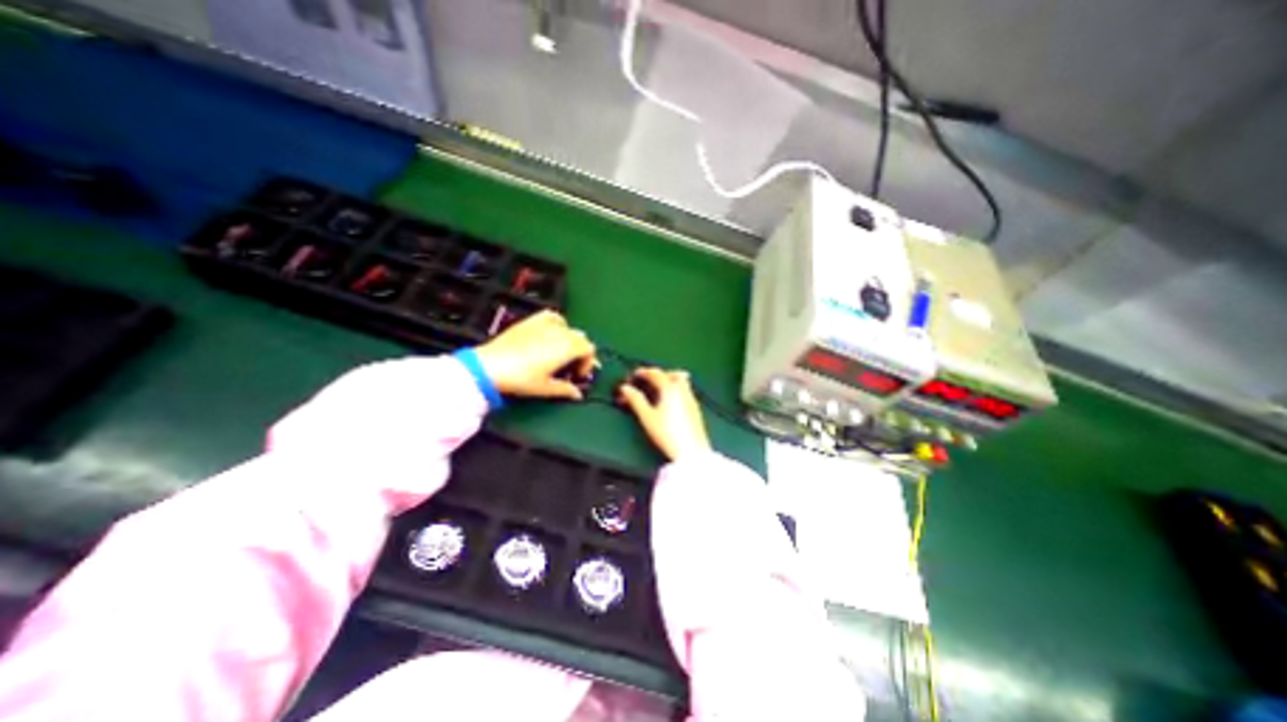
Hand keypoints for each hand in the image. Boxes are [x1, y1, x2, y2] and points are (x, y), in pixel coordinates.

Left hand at [471, 310, 597, 399]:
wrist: (490, 367)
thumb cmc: (520, 378)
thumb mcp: (546, 388)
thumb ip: (566, 389)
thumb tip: (578, 394)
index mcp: (567, 348)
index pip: (589, 349)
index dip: (588, 363)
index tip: (578, 375)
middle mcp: (560, 332)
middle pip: (581, 338)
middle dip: (580, 353)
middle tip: (570, 368)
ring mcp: (546, 324)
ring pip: (569, 327)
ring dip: (571, 340)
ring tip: (561, 352)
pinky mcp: (532, 321)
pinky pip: (553, 317)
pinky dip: (558, 324)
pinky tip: (552, 333)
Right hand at [617, 366, 708, 461]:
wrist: (691, 451)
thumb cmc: (666, 433)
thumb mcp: (647, 417)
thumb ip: (636, 400)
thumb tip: (625, 388)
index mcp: (670, 389)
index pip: (656, 374)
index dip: (643, 372)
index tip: (634, 375)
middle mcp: (683, 390)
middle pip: (672, 374)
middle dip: (659, 374)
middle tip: (648, 381)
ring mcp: (691, 399)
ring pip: (681, 381)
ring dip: (669, 380)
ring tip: (659, 390)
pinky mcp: (695, 409)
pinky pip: (685, 391)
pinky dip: (676, 389)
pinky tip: (670, 402)